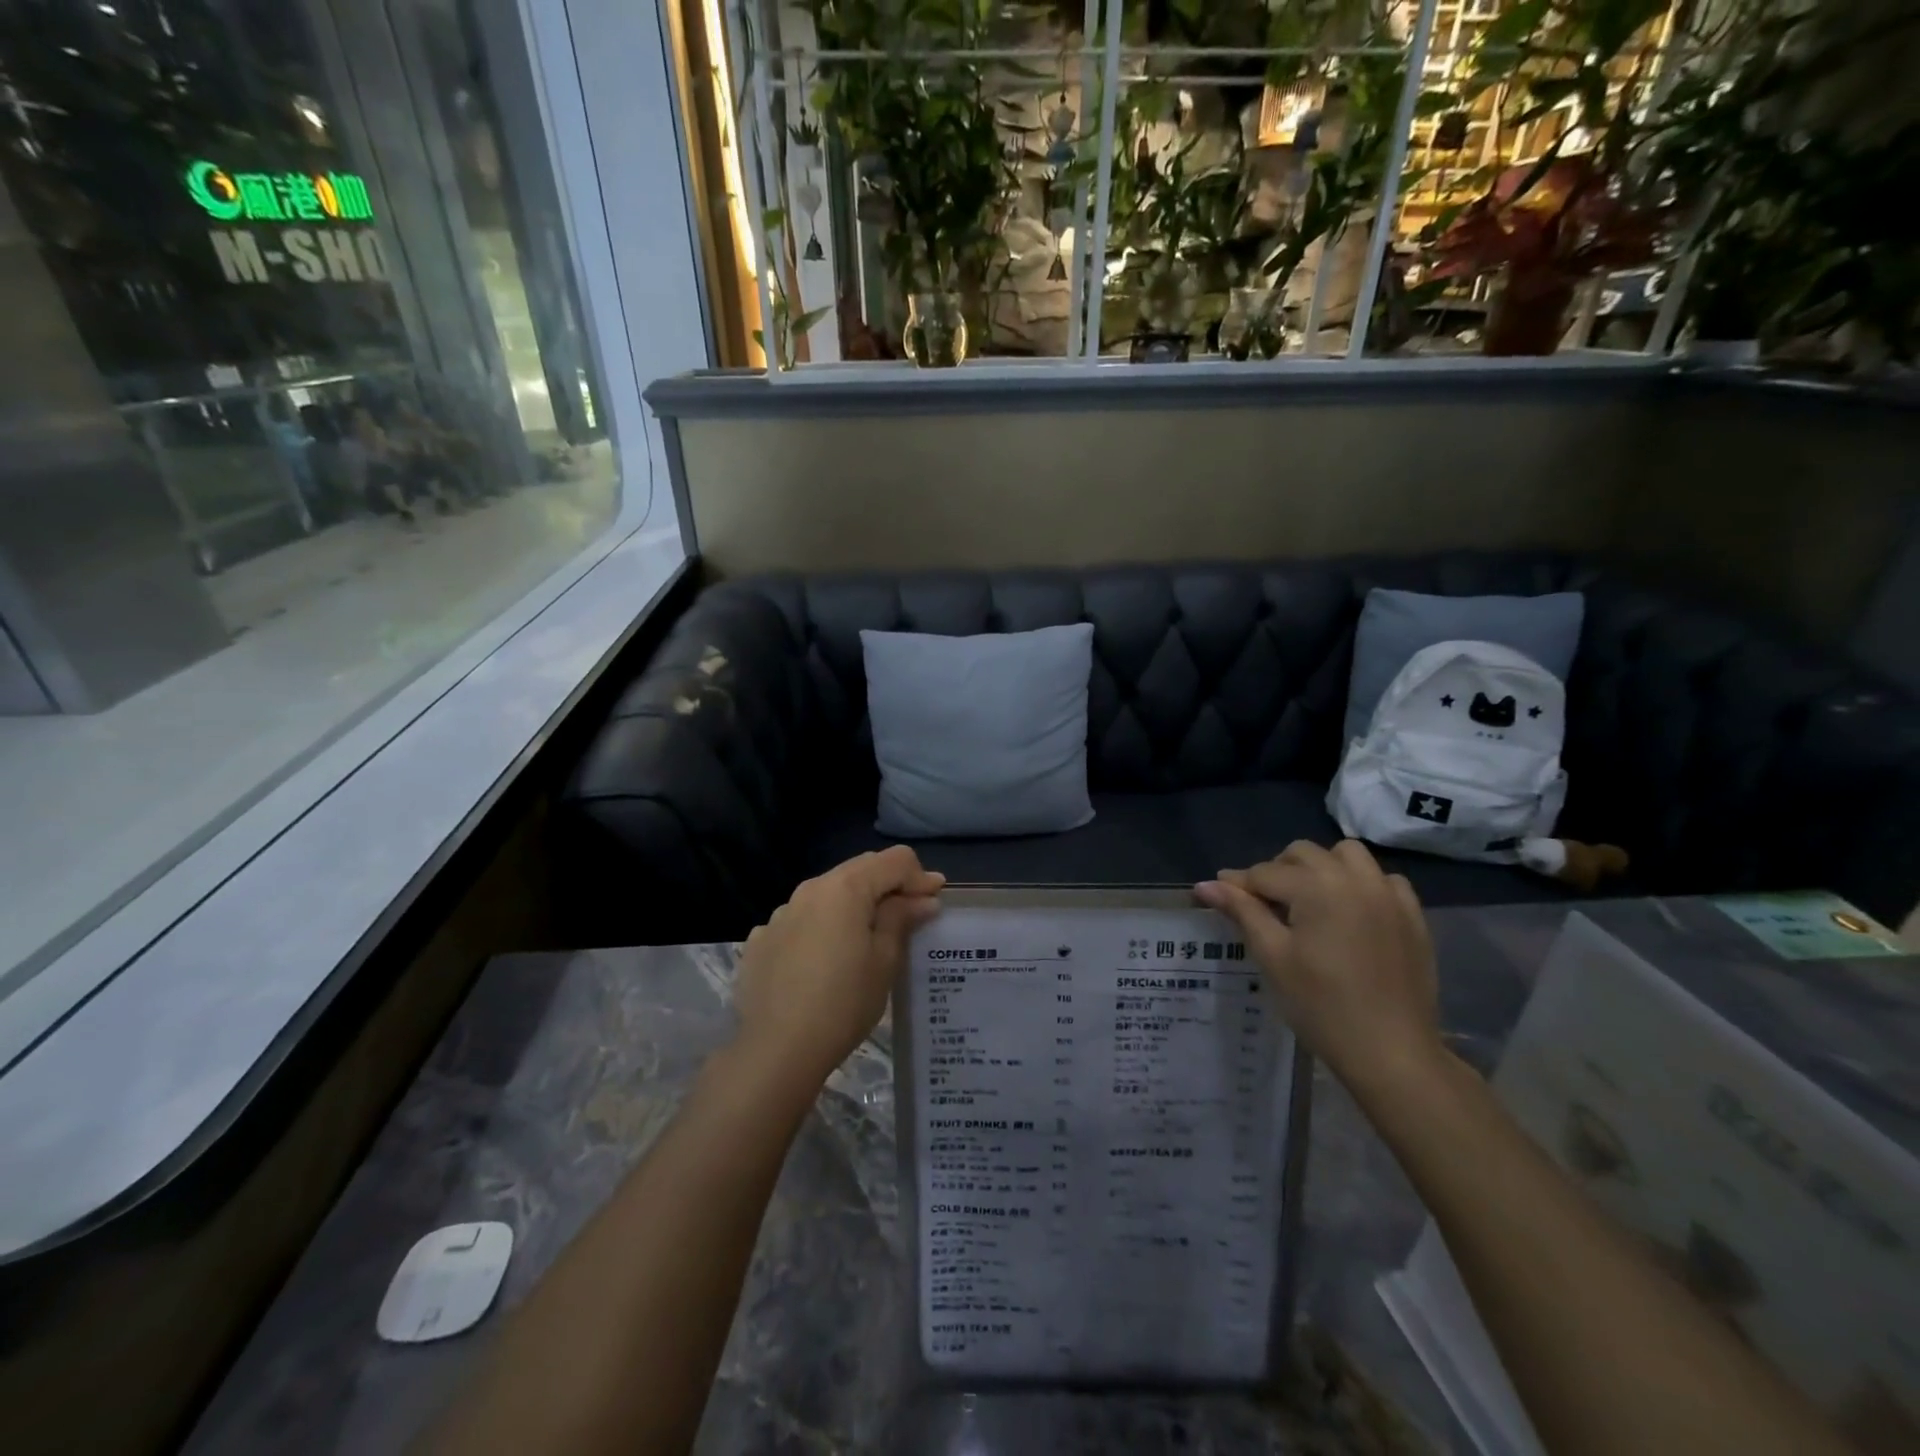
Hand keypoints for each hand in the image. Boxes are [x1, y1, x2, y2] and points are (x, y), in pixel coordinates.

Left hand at [735, 847, 944, 1087]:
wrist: (776, 1050)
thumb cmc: (843, 1002)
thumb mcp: (884, 960)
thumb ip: (902, 918)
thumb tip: (923, 899)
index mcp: (845, 887)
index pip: (893, 860)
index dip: (919, 877)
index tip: (935, 902)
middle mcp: (810, 889)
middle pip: (859, 870)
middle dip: (889, 885)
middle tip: (911, 914)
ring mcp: (780, 913)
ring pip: (828, 894)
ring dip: (854, 905)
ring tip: (868, 939)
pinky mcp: (762, 940)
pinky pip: (801, 920)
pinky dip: (822, 928)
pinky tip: (826, 960)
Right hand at [1196, 840, 1444, 1105]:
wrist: (1391, 1052)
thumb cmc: (1321, 1005)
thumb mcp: (1272, 956)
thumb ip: (1241, 911)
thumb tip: (1205, 884)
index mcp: (1318, 886)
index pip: (1264, 873)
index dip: (1238, 886)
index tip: (1219, 897)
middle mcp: (1355, 878)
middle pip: (1303, 854)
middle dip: (1278, 871)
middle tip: (1265, 907)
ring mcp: (1388, 895)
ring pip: (1347, 855)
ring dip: (1321, 868)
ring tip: (1309, 902)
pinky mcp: (1412, 915)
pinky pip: (1383, 879)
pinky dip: (1361, 884)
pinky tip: (1351, 913)